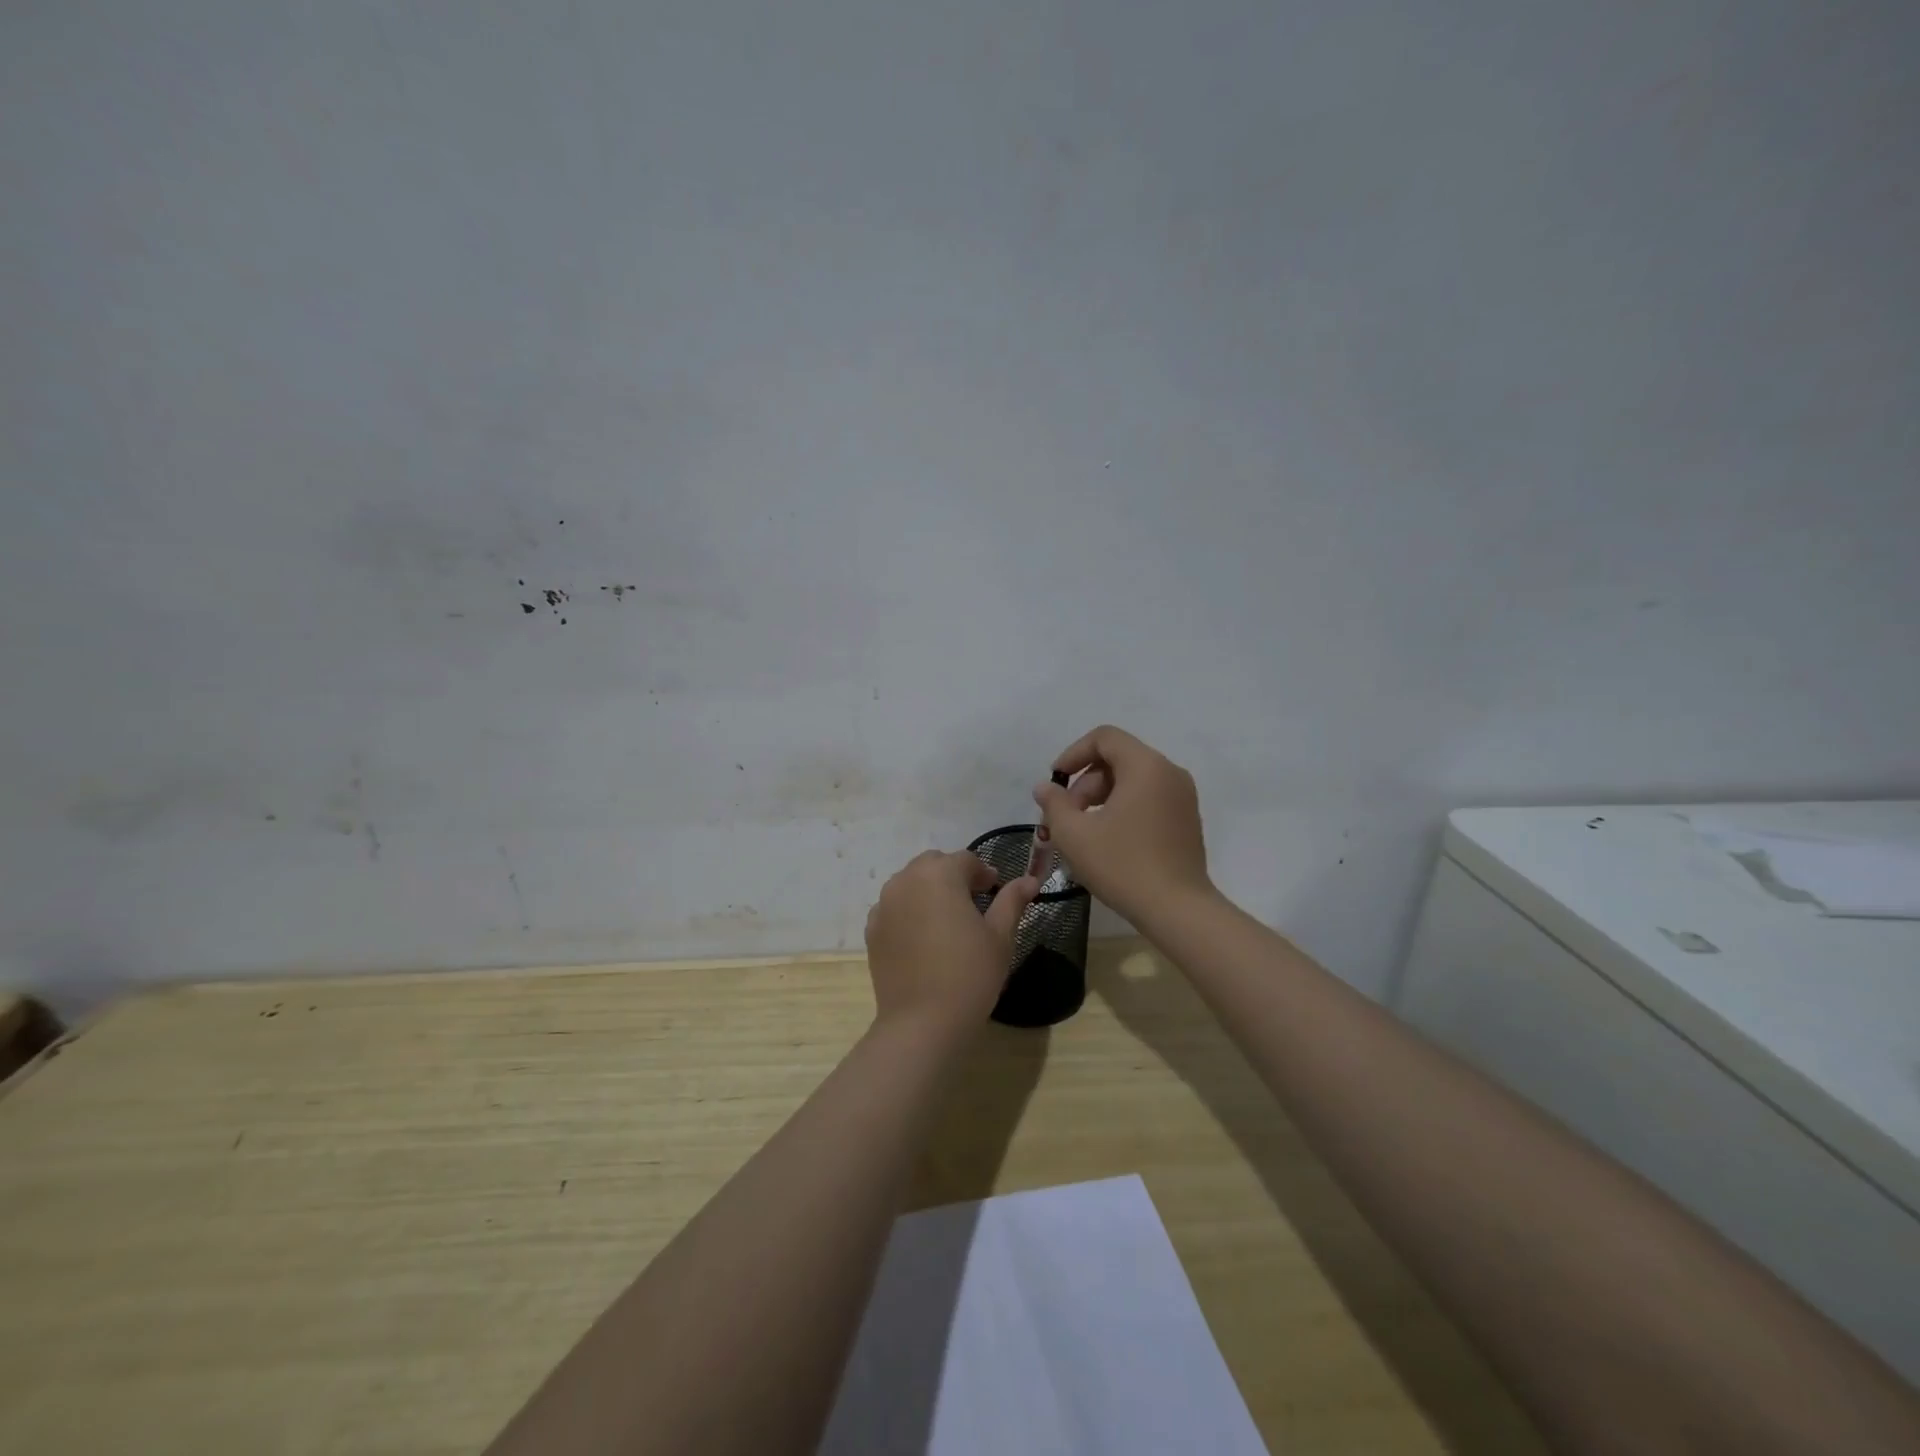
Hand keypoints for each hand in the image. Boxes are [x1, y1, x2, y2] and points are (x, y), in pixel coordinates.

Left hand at [864, 851, 1038, 1032]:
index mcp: (939, 874)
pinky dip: (910, 912)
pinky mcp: (872, 930)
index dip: (984, 874)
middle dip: (954, 876)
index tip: (996, 891)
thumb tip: (1029, 880)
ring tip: (948, 921)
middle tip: (974, 904)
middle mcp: (906, 880)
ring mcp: (884, 905)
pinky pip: (894, 908)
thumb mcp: (1000, 936)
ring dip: (930, 891)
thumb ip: (1012, 901)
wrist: (922, 1022)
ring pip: (911, 884)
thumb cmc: (970, 974)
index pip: (966, 860)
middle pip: (934, 865)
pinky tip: (924, 939)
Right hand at [1033, 725, 1212, 926]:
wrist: (1177, 910)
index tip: (1056, 781)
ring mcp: (1183, 797)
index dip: (1073, 753)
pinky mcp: (1186, 820)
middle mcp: (1169, 772)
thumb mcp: (1075, 835)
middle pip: (1118, 758)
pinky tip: (1108, 840)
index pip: (1105, 738)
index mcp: (1145, 766)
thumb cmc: (1123, 866)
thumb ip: (1054, 804)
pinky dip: (1123, 807)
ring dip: (1102, 796)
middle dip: (1086, 781)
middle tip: (1068, 815)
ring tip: (1083, 830)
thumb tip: (1045, 788)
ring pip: (1133, 780)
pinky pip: (1148, 798)